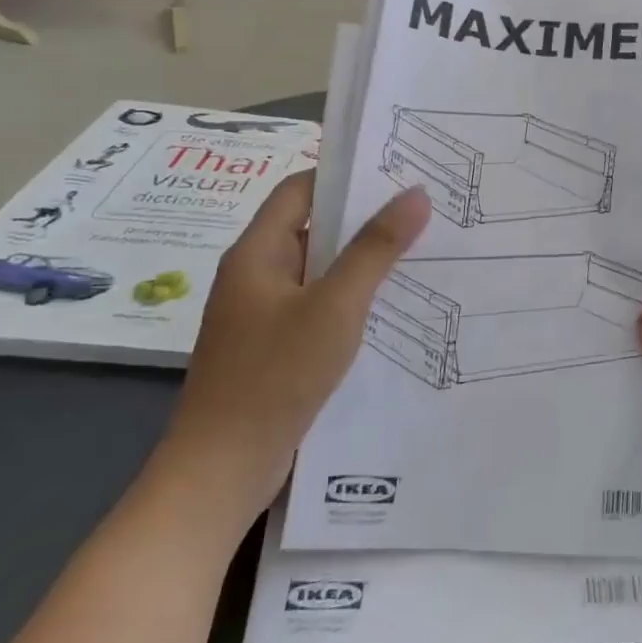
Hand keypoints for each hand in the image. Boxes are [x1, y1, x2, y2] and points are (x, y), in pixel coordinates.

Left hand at [155, 173, 430, 522]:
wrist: (221, 471)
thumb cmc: (275, 375)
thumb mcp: (335, 306)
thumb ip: (376, 249)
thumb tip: (416, 194)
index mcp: (257, 253)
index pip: (300, 190)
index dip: (343, 176)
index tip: (396, 171)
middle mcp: (255, 275)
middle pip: (311, 229)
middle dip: (363, 219)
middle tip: (421, 209)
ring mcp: (262, 315)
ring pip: (318, 271)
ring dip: (360, 261)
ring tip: (418, 252)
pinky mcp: (273, 349)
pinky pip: (317, 307)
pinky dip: (350, 299)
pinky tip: (390, 307)